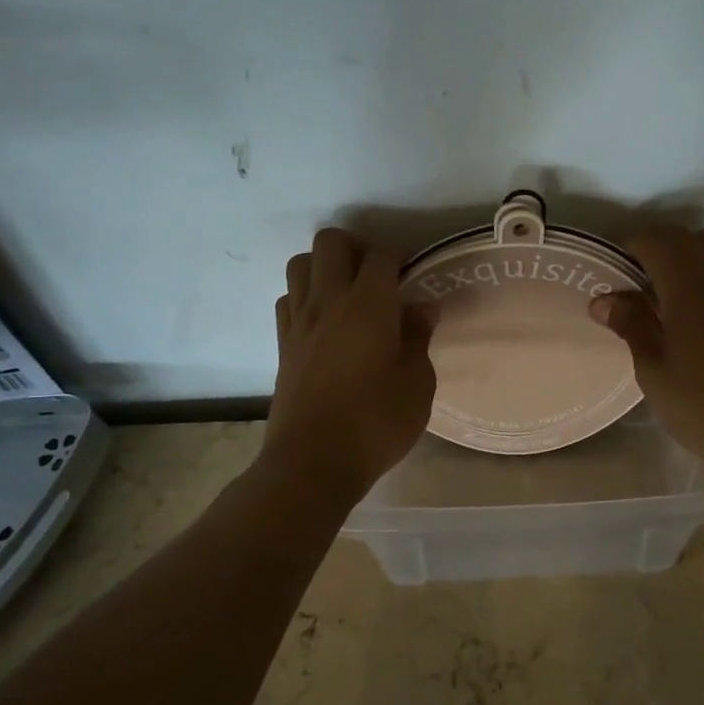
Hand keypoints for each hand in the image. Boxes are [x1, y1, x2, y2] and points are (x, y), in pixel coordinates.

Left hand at [264, 228, 437, 497]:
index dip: (398, 257)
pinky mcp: (282, 344)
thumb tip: (421, 309)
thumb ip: (418, 338)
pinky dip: (305, 298)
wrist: (313, 462)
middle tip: (377, 277)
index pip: (381, 255)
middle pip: (331, 242)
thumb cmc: (376, 423)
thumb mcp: (417, 384)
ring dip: (324, 267)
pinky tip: (324, 323)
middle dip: (356, 247)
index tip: (410, 277)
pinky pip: (289, 299)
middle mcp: (329, 301)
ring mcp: (299, 321)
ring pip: (300, 263)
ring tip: (347, 294)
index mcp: (369, 305)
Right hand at [589, 225, 703, 482]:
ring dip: (690, 252)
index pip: (653, 239)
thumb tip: (603, 299)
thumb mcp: (652, 368)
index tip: (612, 274)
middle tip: (633, 283)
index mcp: (688, 282)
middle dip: (655, 249)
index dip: (628, 249)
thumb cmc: (701, 402)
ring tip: (669, 287)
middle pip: (683, 237)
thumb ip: (630, 324)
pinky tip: (701, 304)